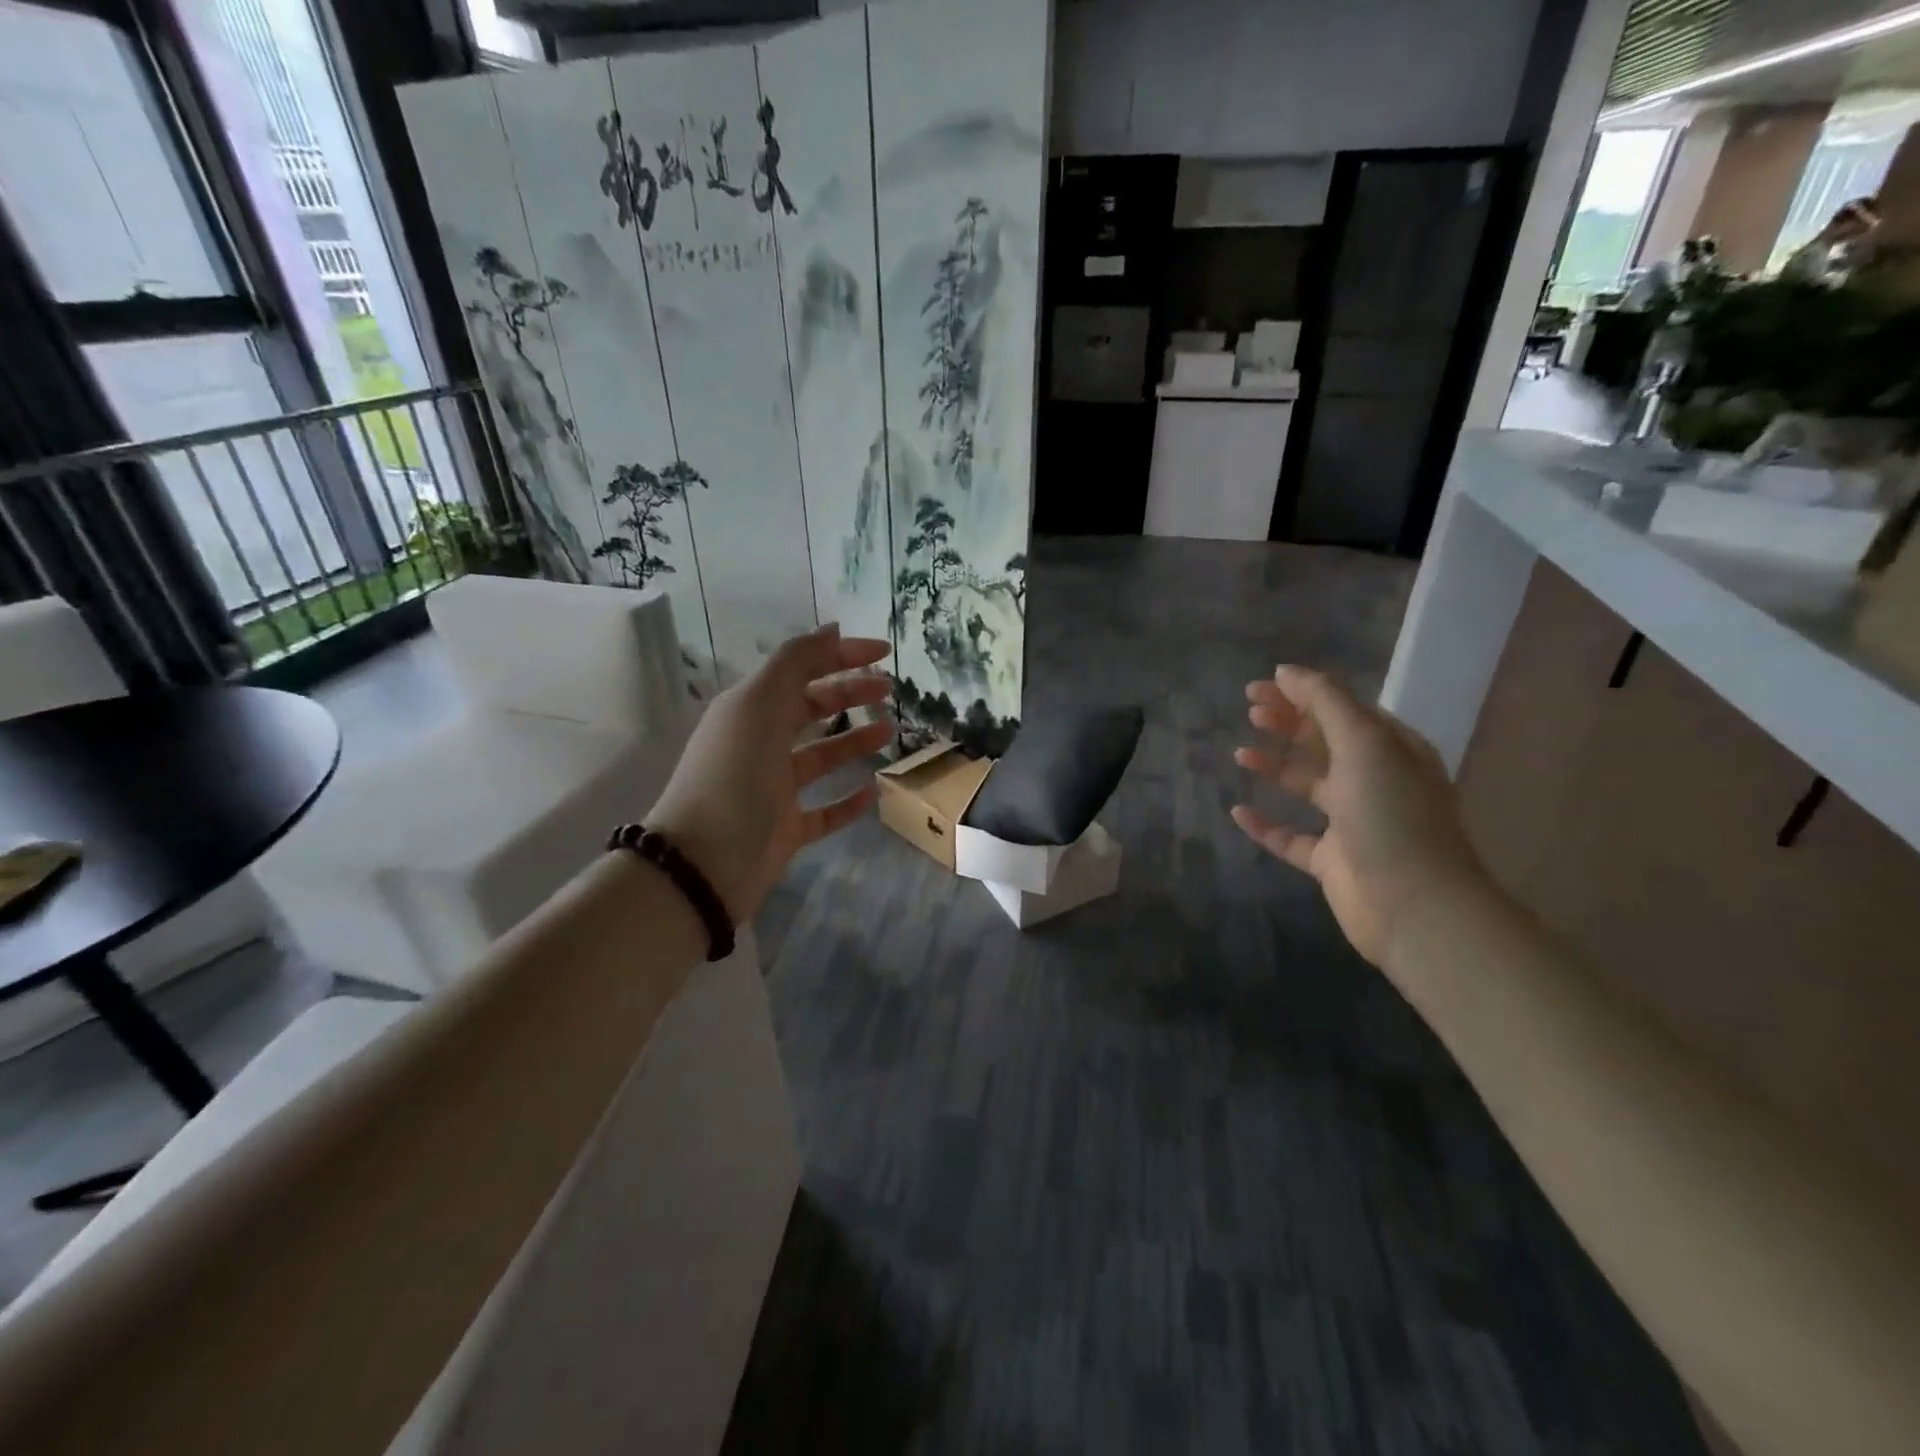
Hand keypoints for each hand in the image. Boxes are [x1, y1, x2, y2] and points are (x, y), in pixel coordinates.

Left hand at [646, 624, 893, 922]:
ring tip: (889, 732)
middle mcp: (760, 744)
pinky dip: (848, 800)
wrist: (702, 865)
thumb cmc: (733, 777)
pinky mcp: (785, 830)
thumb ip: (795, 664)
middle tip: (889, 690)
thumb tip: (832, 630)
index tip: (884, 652)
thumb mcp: (758, 706)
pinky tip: (874, 791)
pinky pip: (824, 811)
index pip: (800, 670)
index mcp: (750, 709)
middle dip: (849, 694)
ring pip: (820, 757)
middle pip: (810, 709)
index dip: (841, 656)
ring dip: (853, 741)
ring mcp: (773, 789)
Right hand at [1231, 666, 1491, 967]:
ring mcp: (1352, 823)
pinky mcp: (1331, 860)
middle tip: (1248, 711)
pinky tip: (1238, 812)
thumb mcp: (1364, 743)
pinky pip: (1290, 836)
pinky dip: (1265, 824)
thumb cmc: (1391, 814)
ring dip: (1275, 766)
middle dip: (1287, 724)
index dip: (1302, 695)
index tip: (1259, 687)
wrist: (1413, 904)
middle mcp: (1374, 782)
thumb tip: (1286, 671)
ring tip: (1240, 753)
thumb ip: (1325, 702)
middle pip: (1323, 743)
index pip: (1343, 710)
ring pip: (1306, 786)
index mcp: (1391, 750)